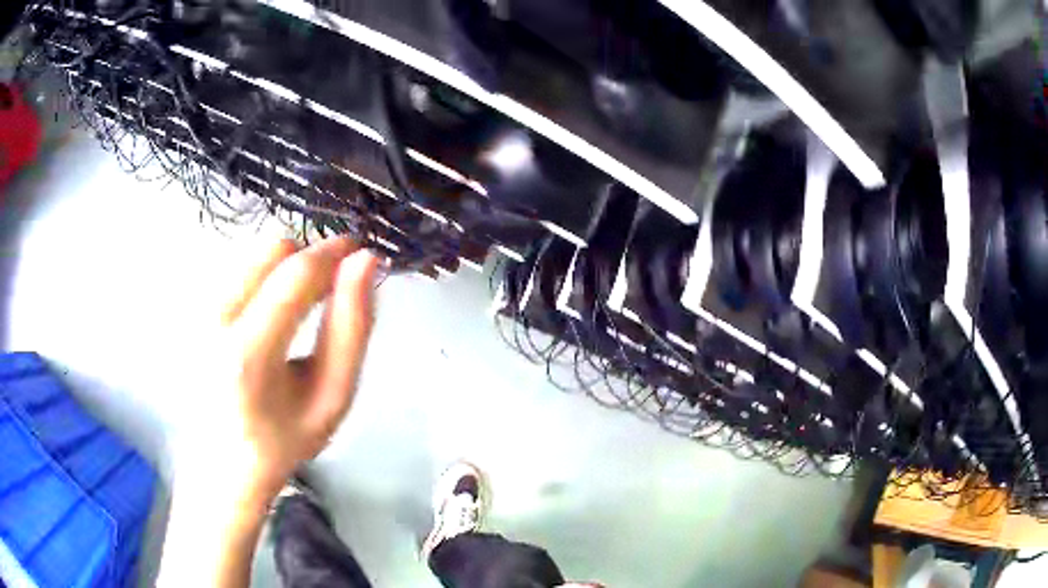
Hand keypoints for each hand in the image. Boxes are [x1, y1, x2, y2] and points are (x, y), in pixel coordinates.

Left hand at [201, 237, 378, 505]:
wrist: (223, 460)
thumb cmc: (283, 437)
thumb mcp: (332, 396)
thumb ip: (352, 328)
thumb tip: (365, 262)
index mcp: (248, 354)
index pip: (296, 274)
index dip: (334, 252)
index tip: (361, 251)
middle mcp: (214, 320)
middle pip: (273, 250)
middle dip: (311, 260)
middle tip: (331, 291)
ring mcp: (198, 309)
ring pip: (256, 255)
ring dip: (288, 269)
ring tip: (300, 309)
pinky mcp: (193, 305)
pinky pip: (241, 269)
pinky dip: (267, 279)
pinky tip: (272, 316)